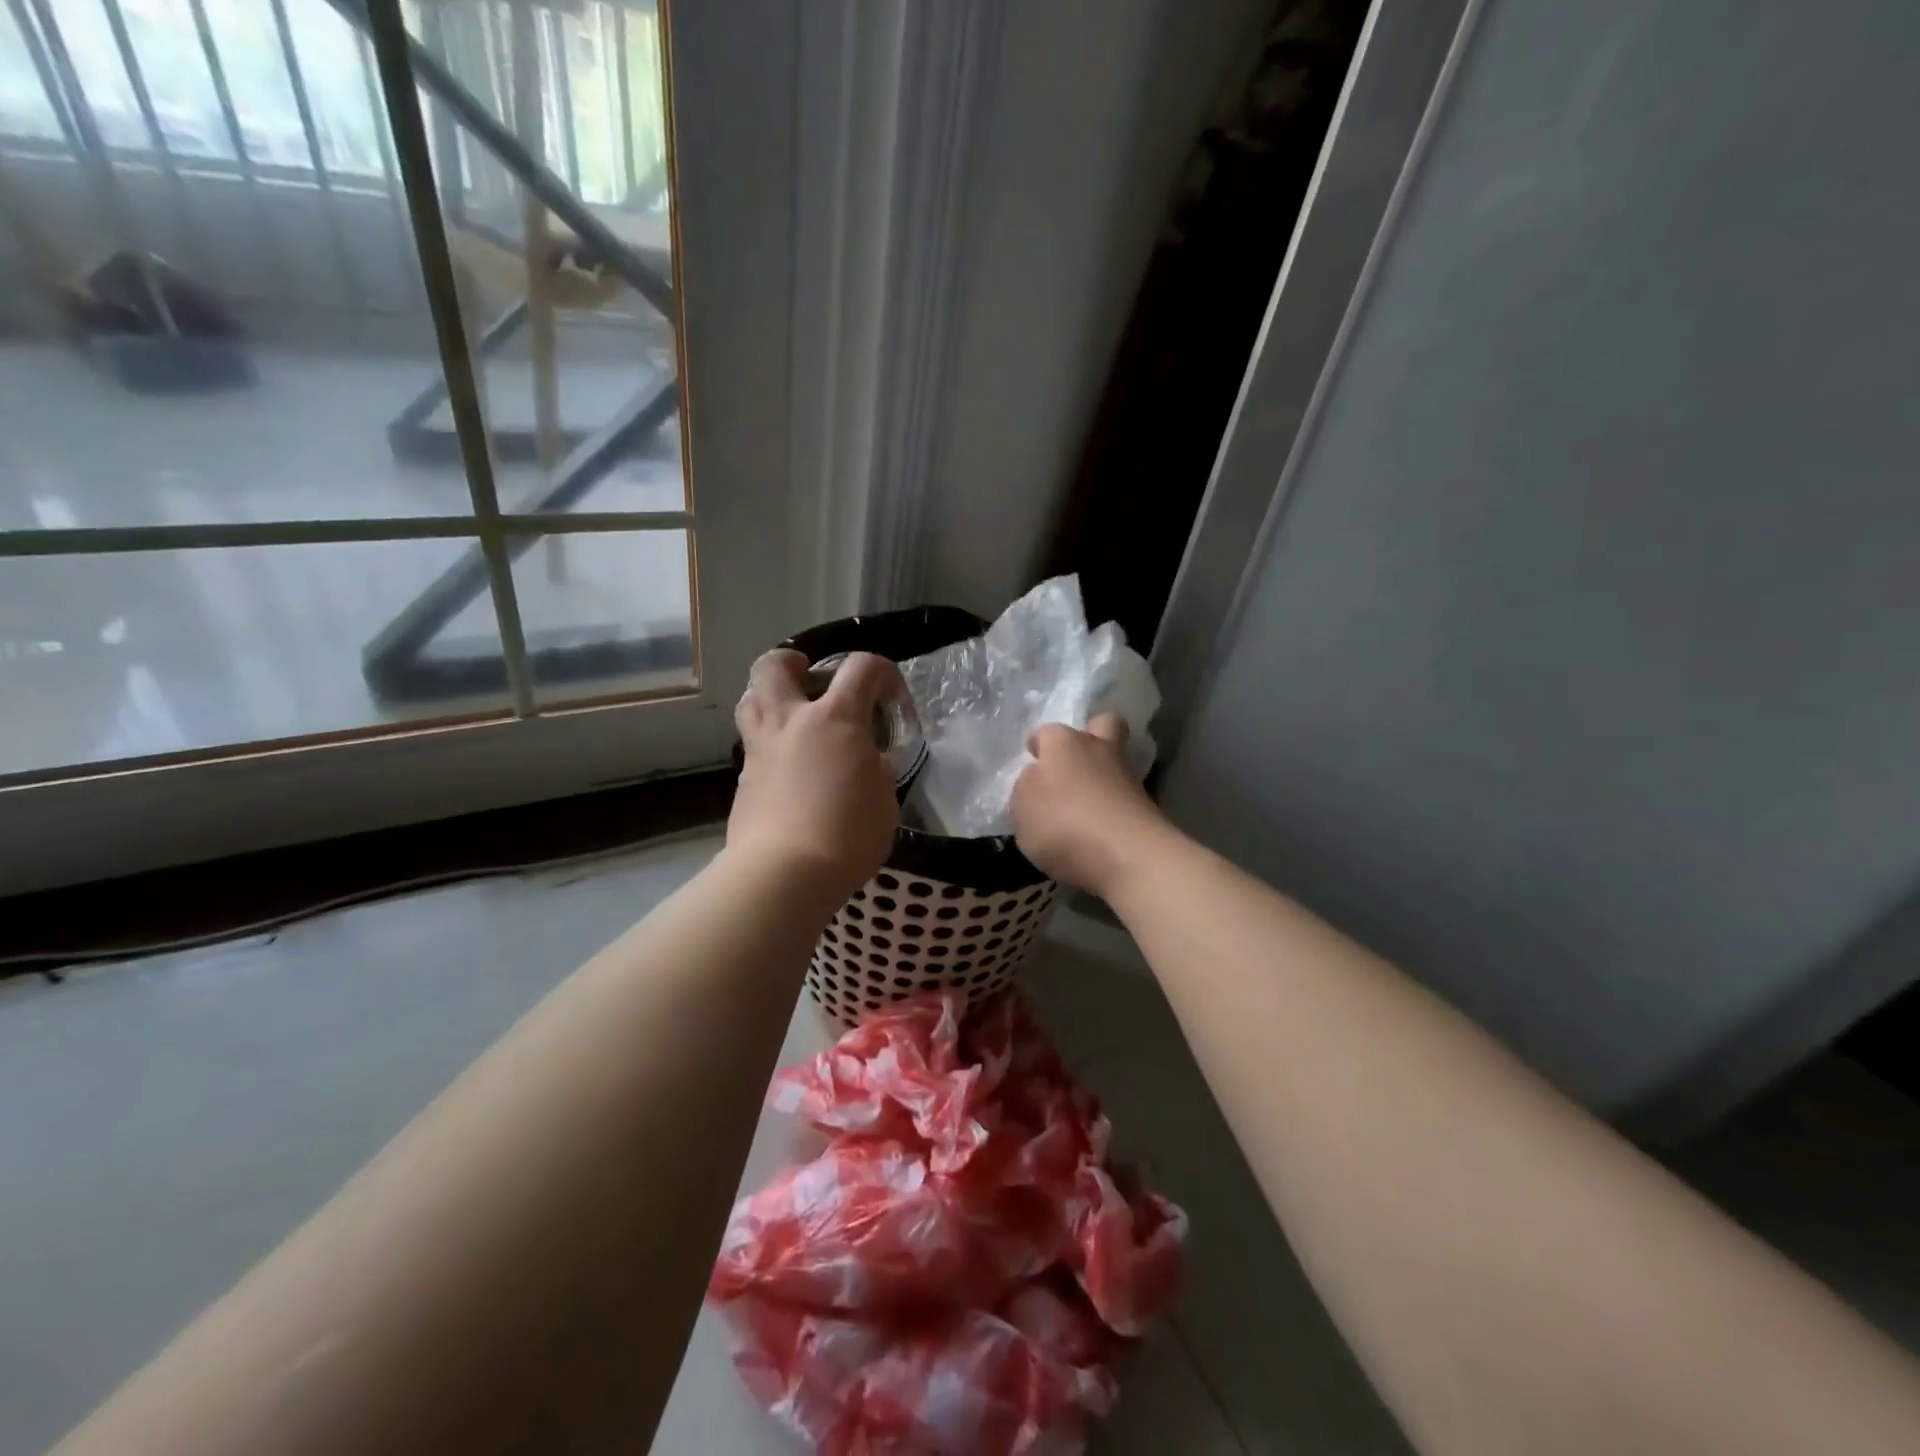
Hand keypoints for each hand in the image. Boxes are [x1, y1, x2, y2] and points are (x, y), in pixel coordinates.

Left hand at [728, 649, 902, 902]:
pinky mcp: (743, 780)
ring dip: (770, 697)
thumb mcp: (885, 797)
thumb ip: (876, 767)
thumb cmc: (848, 832)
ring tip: (792, 717)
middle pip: (774, 665)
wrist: (785, 872)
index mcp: (836, 718)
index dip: (883, 672)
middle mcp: (791, 721)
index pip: (862, 667)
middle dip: (793, 663)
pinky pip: (753, 745)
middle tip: (811, 681)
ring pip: (751, 699)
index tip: (891, 697)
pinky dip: (770, 745)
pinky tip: (788, 771)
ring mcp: (761, 749)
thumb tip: (867, 760)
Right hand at [1011, 715, 1170, 896]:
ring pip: (1116, 764)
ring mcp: (1128, 778)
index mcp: (1064, 743)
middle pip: (1103, 725)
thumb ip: (1027, 788)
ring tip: (1080, 811)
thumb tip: (1038, 779)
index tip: (1032, 759)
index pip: (1046, 733)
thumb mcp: (1021, 807)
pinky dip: (1111, 809)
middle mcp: (1099, 750)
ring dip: (1101, 779)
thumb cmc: (1063, 822)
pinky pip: (1123, 799)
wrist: (1128, 857)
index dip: (1038, 745)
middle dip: (1090, 736)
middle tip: (1072, 764)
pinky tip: (1096, 832)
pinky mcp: (1147, 809)